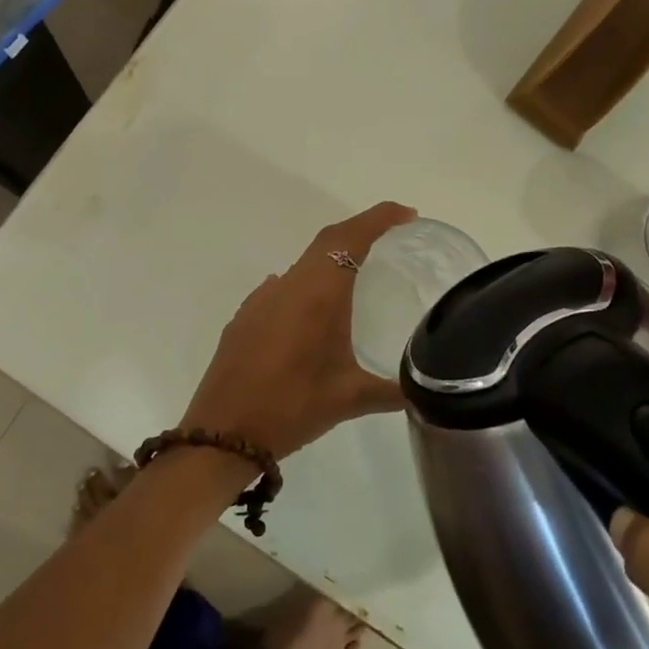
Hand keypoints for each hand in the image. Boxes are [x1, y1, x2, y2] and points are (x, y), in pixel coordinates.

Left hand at [179, 202, 416, 460]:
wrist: (223, 434)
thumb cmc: (292, 407)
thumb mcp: (350, 399)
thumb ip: (393, 390)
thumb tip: (425, 389)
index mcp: (317, 293)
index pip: (350, 238)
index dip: (379, 219)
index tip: (406, 215)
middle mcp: (287, 285)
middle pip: (326, 242)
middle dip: (360, 232)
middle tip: (391, 239)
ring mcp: (260, 300)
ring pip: (302, 264)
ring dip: (331, 260)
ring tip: (357, 278)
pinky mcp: (244, 318)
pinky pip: (281, 288)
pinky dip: (306, 286)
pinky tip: (313, 314)